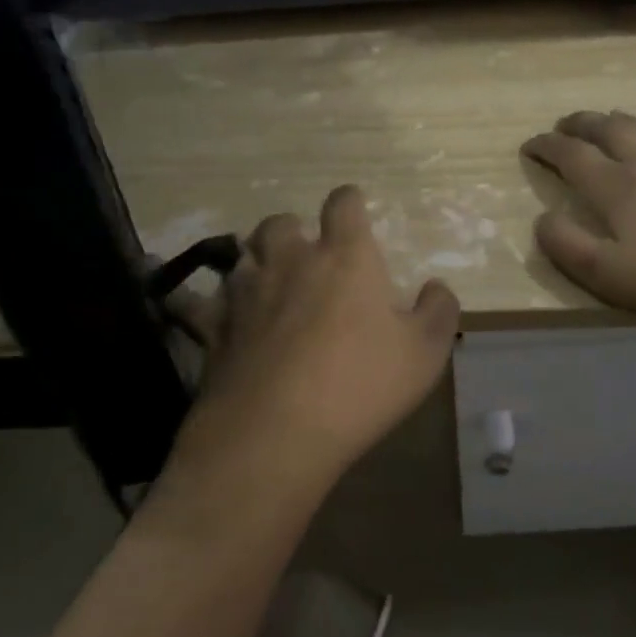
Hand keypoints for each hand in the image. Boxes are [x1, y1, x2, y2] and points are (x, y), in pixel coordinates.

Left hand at [171, 185, 460, 487]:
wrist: (276, 433)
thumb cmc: (360, 385)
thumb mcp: (425, 353)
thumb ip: (439, 311)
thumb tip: (436, 287)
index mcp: (344, 257)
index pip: (343, 203)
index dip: (349, 202)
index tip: (354, 214)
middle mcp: (290, 260)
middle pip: (280, 222)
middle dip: (293, 232)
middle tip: (306, 258)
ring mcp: (244, 292)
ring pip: (240, 255)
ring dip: (254, 262)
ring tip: (266, 285)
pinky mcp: (212, 327)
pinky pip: (196, 302)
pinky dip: (201, 303)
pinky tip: (204, 312)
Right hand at [521, 110, 635, 331]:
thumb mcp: (605, 274)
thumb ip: (566, 244)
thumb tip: (541, 218)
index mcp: (616, 188)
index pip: (571, 156)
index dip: (546, 147)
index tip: (528, 145)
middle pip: (609, 131)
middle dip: (581, 123)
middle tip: (564, 124)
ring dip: (625, 123)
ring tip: (611, 120)